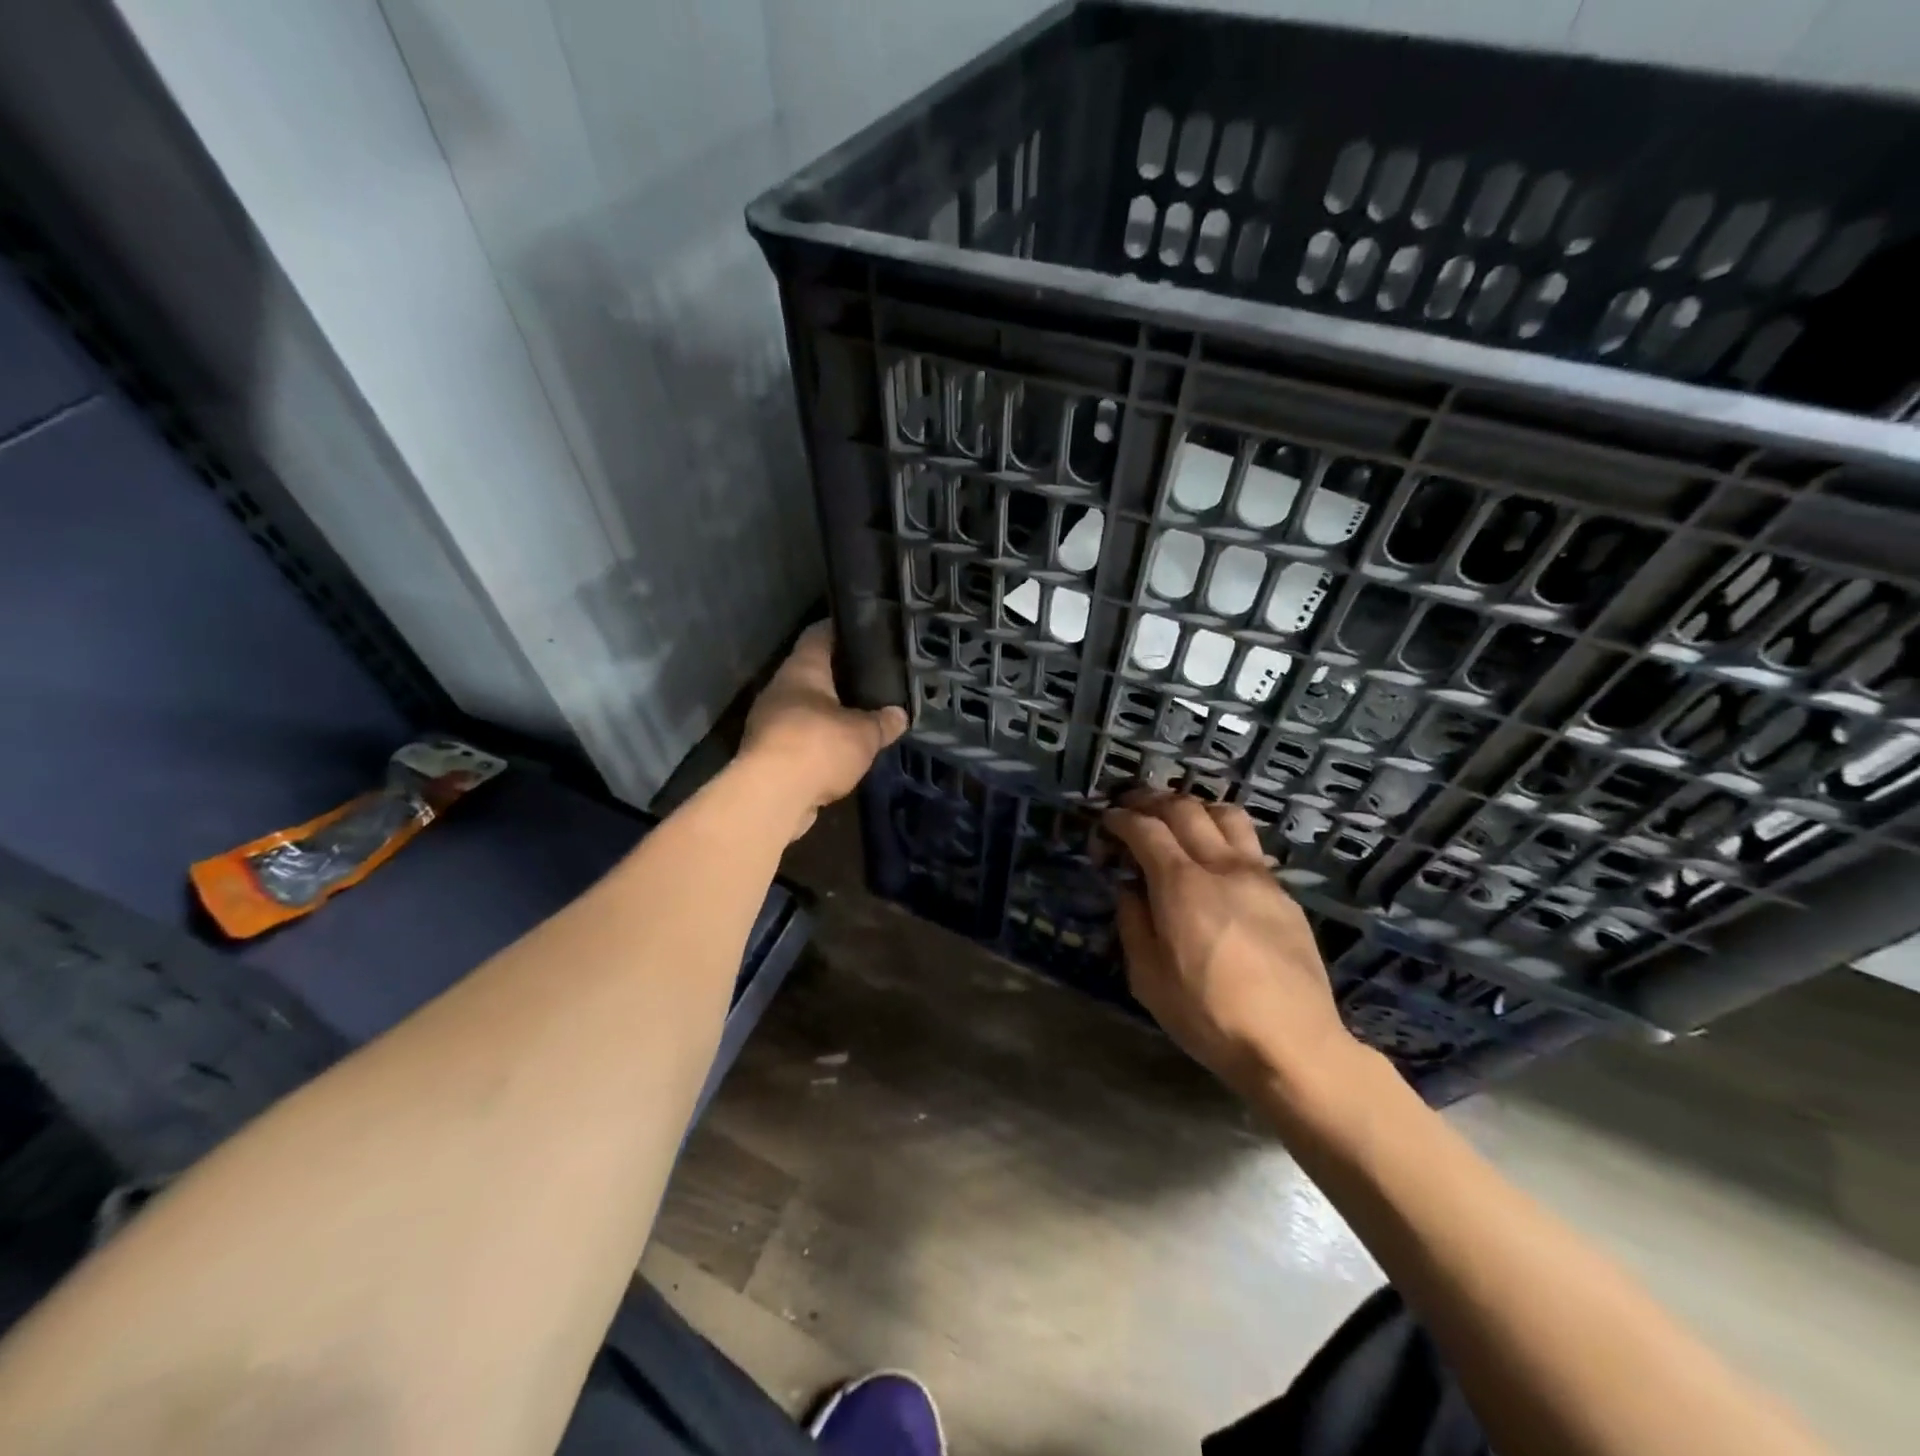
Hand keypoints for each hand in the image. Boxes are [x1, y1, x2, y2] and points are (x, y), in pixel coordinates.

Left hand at [741, 622, 907, 838]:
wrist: (772, 796)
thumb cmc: (818, 746)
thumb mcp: (864, 734)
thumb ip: (882, 722)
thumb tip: (900, 714)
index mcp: (801, 670)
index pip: (819, 635)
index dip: (841, 630)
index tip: (865, 632)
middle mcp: (780, 689)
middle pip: (811, 673)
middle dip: (839, 677)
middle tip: (872, 680)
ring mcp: (769, 721)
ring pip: (804, 707)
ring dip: (828, 712)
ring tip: (861, 715)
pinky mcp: (767, 753)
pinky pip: (799, 737)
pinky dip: (818, 740)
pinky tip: (840, 749)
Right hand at [1104, 793, 1358, 1103]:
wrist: (1294, 1044)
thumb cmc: (1209, 1015)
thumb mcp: (1148, 978)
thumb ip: (1132, 923)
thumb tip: (1130, 890)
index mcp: (1181, 884)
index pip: (1146, 829)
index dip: (1121, 819)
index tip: (1107, 820)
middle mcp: (1221, 866)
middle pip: (1185, 808)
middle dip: (1152, 800)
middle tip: (1133, 805)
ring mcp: (1258, 876)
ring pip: (1226, 815)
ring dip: (1195, 807)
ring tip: (1178, 820)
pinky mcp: (1283, 894)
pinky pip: (1250, 846)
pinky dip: (1223, 836)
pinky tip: (1216, 860)